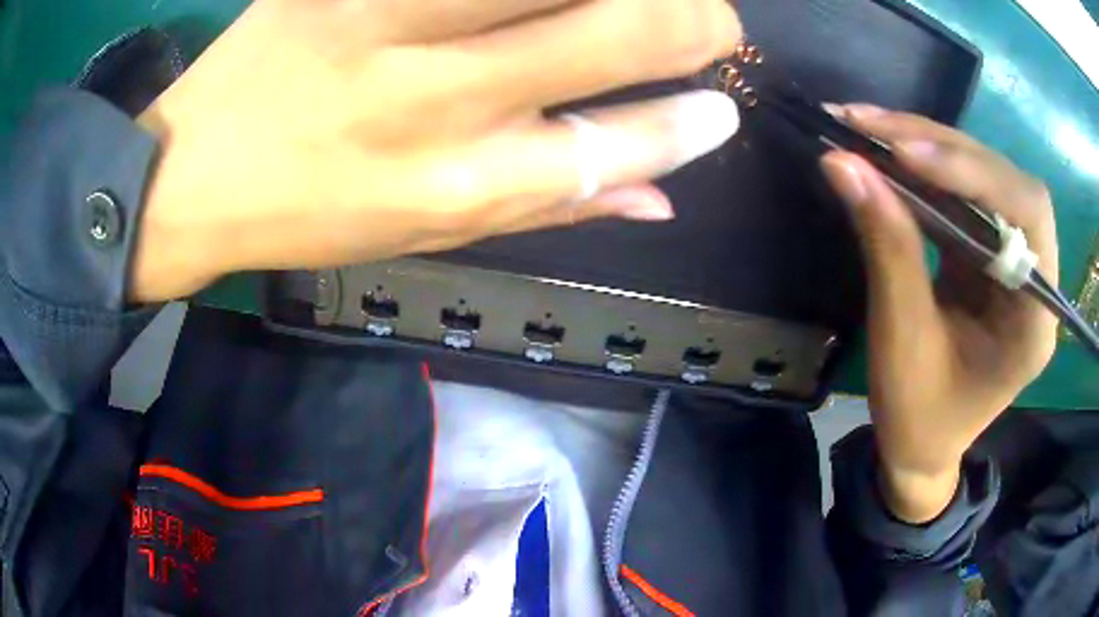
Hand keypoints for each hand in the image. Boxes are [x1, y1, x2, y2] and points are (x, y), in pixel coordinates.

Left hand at [131, 0, 742, 301]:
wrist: (192, 175)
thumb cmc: (304, 214)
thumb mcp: (424, 234)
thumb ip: (546, 207)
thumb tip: (657, 198)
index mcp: (454, 184)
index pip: (614, 146)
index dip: (687, 125)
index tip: (724, 105)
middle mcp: (432, 96)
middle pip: (610, 31)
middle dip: (691, 20)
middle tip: (712, 19)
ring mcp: (380, 17)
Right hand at [820, 105, 1058, 521]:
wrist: (923, 447)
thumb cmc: (920, 418)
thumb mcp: (902, 344)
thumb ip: (887, 250)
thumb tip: (842, 164)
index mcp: (1034, 320)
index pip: (1028, 215)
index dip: (975, 173)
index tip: (905, 154)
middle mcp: (1036, 278)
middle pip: (1005, 181)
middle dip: (941, 146)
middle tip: (869, 125)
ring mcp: (1013, 259)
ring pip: (982, 176)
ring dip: (925, 144)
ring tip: (864, 126)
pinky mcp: (989, 250)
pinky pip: (963, 192)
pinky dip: (923, 167)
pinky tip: (884, 152)